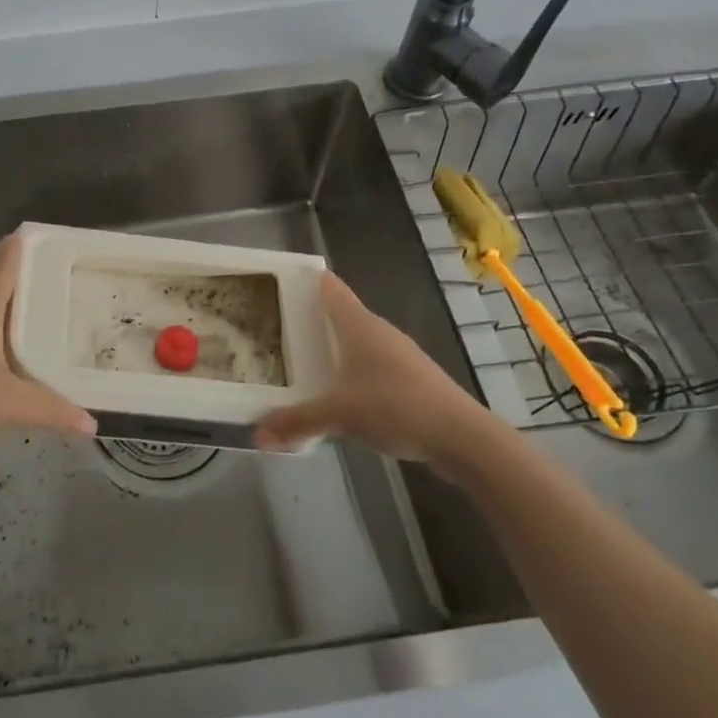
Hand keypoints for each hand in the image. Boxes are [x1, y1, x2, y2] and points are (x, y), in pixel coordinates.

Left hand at [0, 232, 96, 460]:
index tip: (44, 235)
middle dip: (24, 278)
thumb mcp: (8, 404)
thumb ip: (51, 410)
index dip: (22, 247)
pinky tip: (8, 351)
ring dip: (9, 308)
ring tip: (41, 312)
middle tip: (58, 277)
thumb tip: (91, 425)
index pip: (4, 265)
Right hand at [253, 273, 503, 478]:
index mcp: (359, 325)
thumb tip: (255, 435)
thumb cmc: (396, 406)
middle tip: (275, 325)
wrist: (462, 437)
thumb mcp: (338, 415)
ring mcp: (398, 355)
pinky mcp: (410, 379)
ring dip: (333, 348)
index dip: (306, 280)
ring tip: (300, 360)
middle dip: (311, 318)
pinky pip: (370, 366)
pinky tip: (338, 393)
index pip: (330, 288)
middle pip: (340, 315)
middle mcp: (378, 332)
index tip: (279, 280)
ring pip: (357, 342)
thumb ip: (296, 422)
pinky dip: (351, 372)